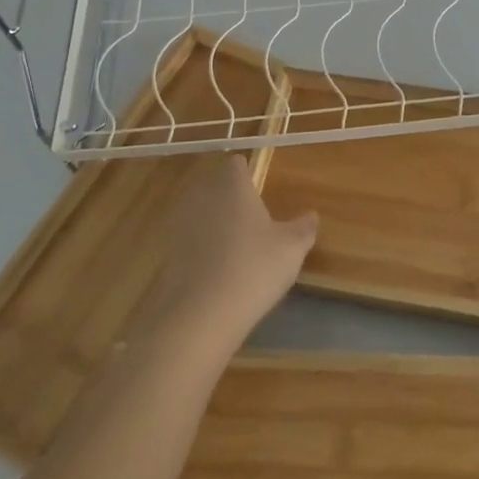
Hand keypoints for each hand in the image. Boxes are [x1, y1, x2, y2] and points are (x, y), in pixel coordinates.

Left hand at [136, 155, 317, 357]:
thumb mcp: (292, 248)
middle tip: (250, 217)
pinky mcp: (167, 254)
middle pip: (214, 186)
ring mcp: (180, 225)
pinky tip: (216, 270)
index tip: (258, 186)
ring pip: (199, 213)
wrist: (201, 314)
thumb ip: (303, 228)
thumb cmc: (254, 268)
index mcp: (232, 187)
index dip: (246, 171)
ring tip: (234, 245)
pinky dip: (200, 249)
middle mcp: (202, 198)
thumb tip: (311, 215)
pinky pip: (188, 241)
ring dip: (212, 223)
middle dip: (229, 197)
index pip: (235, 164)